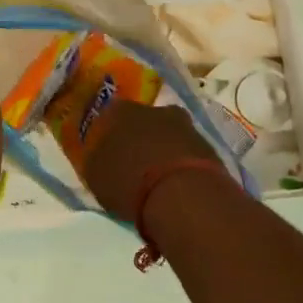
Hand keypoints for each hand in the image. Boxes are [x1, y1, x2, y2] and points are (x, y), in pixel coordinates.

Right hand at [82, 99, 222, 218]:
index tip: (107, 152)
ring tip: (158, 178)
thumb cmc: (127, 181)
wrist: (180, 193)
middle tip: (134, 164)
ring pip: (167, 134)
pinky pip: (187, 150)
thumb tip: (101, 156)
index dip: (108, 134)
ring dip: (163, 149)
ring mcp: (183, 124)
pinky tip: (177, 183)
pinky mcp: (207, 144)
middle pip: (142, 122)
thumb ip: (97, 159)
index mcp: (119, 111)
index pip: (109, 116)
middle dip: (139, 138)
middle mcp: (152, 109)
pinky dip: (182, 162)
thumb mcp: (95, 175)